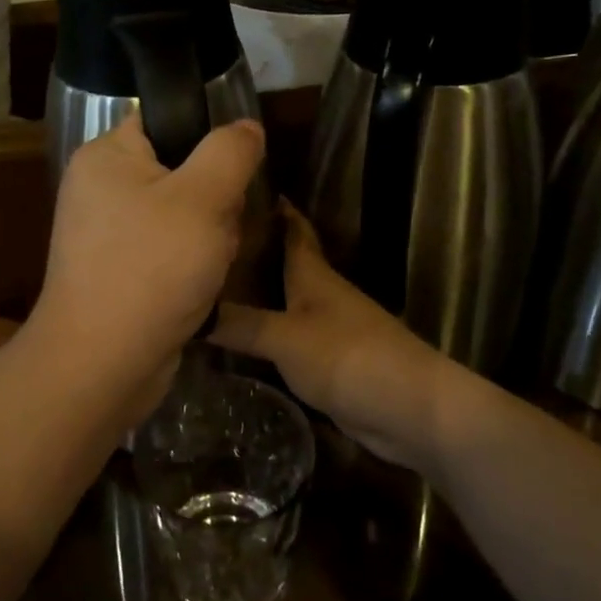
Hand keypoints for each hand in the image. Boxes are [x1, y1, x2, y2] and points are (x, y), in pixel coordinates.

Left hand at [29, 114, 265, 411]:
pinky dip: (190, 270)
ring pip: (184, 218)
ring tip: (207, 268)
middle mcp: (101, 189)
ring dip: (209, 242)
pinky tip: (197, 290)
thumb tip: (246, 127)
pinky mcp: (120, 272)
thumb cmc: (150, 268)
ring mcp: (108, 234)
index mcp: (107, 156)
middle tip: (214, 234)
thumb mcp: (203, 198)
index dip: (207, 147)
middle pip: (184, 173)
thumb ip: (230, 152)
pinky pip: (170, 253)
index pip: (168, 123)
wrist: (102, 364)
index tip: (227, 180)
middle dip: (214, 205)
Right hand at [211, 203, 456, 472]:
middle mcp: (320, 294)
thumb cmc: (350, 357)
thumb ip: (240, 324)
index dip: (272, 207)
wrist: (410, 409)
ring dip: (254, 292)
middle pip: (283, 262)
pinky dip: (263, 330)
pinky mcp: (328, 361)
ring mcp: (327, 328)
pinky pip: (286, 335)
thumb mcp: (286, 337)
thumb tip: (189, 309)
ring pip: (283, 299)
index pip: (292, 228)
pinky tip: (236, 336)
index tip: (238, 190)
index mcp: (314, 274)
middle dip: (250, 250)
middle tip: (204, 243)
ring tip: (210, 286)